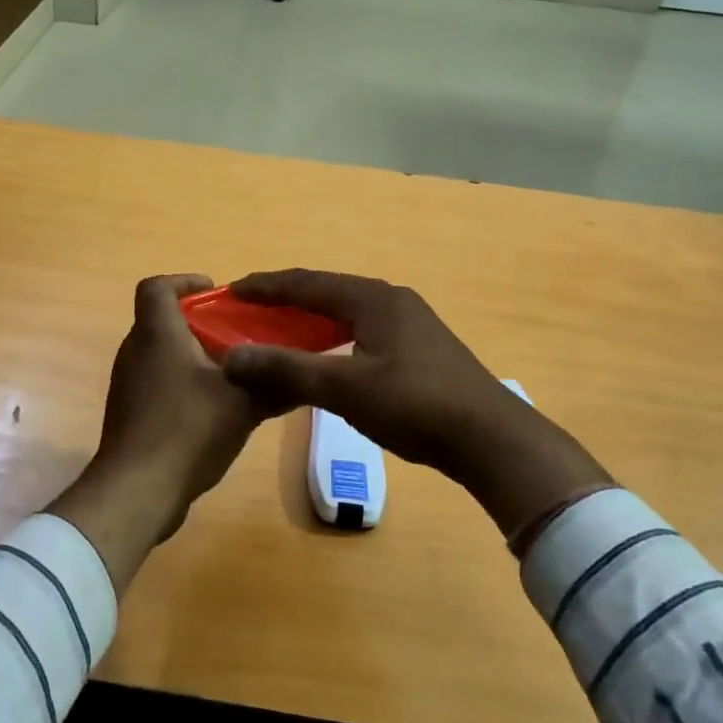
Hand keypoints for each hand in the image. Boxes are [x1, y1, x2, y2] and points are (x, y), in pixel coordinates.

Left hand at [48, 274, 265, 589]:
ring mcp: (127, 384)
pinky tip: (212, 410)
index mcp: (157, 334)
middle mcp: (135, 351)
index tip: (214, 293)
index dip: (184, 281)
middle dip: (198, 323)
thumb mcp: (243, 405)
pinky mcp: (128, 413)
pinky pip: (155, 382)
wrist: (136, 491)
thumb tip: (304, 377)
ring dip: (191, 355)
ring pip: (159, 354)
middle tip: (236, 335)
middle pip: (161, 320)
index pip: (157, 287)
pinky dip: (181, 383)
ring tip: (231, 372)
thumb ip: (274, 385)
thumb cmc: (188, 431)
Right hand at [220, 270, 613, 540]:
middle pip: (326, 291)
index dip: (266, 286)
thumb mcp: (345, 388)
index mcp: (373, 298)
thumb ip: (287, 369)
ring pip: (346, 311)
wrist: (492, 439)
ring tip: (278, 331)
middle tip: (248, 311)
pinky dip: (332, 336)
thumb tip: (232, 358)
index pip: (307, 282)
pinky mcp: (419, 347)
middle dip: (285, 299)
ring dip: (309, 319)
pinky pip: (361, 329)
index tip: (230, 289)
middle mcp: (391, 300)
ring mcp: (409, 322)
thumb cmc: (415, 406)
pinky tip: (323, 355)